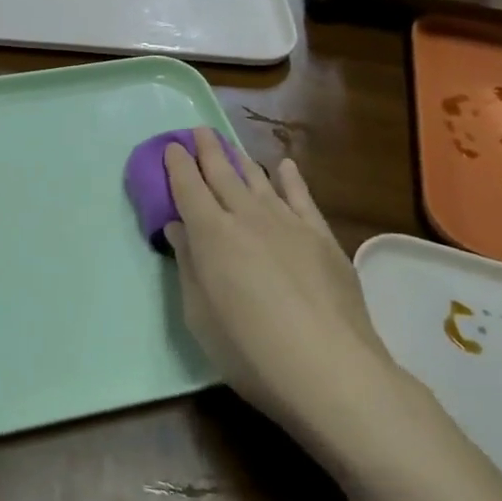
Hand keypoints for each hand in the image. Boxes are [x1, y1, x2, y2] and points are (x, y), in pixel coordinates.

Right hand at [164, 129, 399, 444]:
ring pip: (259, 180)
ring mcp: (288, 223)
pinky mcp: (321, 237)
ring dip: (241, 159)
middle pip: (223, 173)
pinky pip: (302, 197)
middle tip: (199, 130)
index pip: (188, 187)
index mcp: (211, 234)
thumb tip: (179, 228)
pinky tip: (285, 166)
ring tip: (230, 144)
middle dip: (208, 149)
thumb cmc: (251, 351)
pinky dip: (291, 178)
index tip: (172, 146)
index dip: (178, 164)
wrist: (330, 370)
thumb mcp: (200, 316)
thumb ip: (189, 266)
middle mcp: (247, 217)